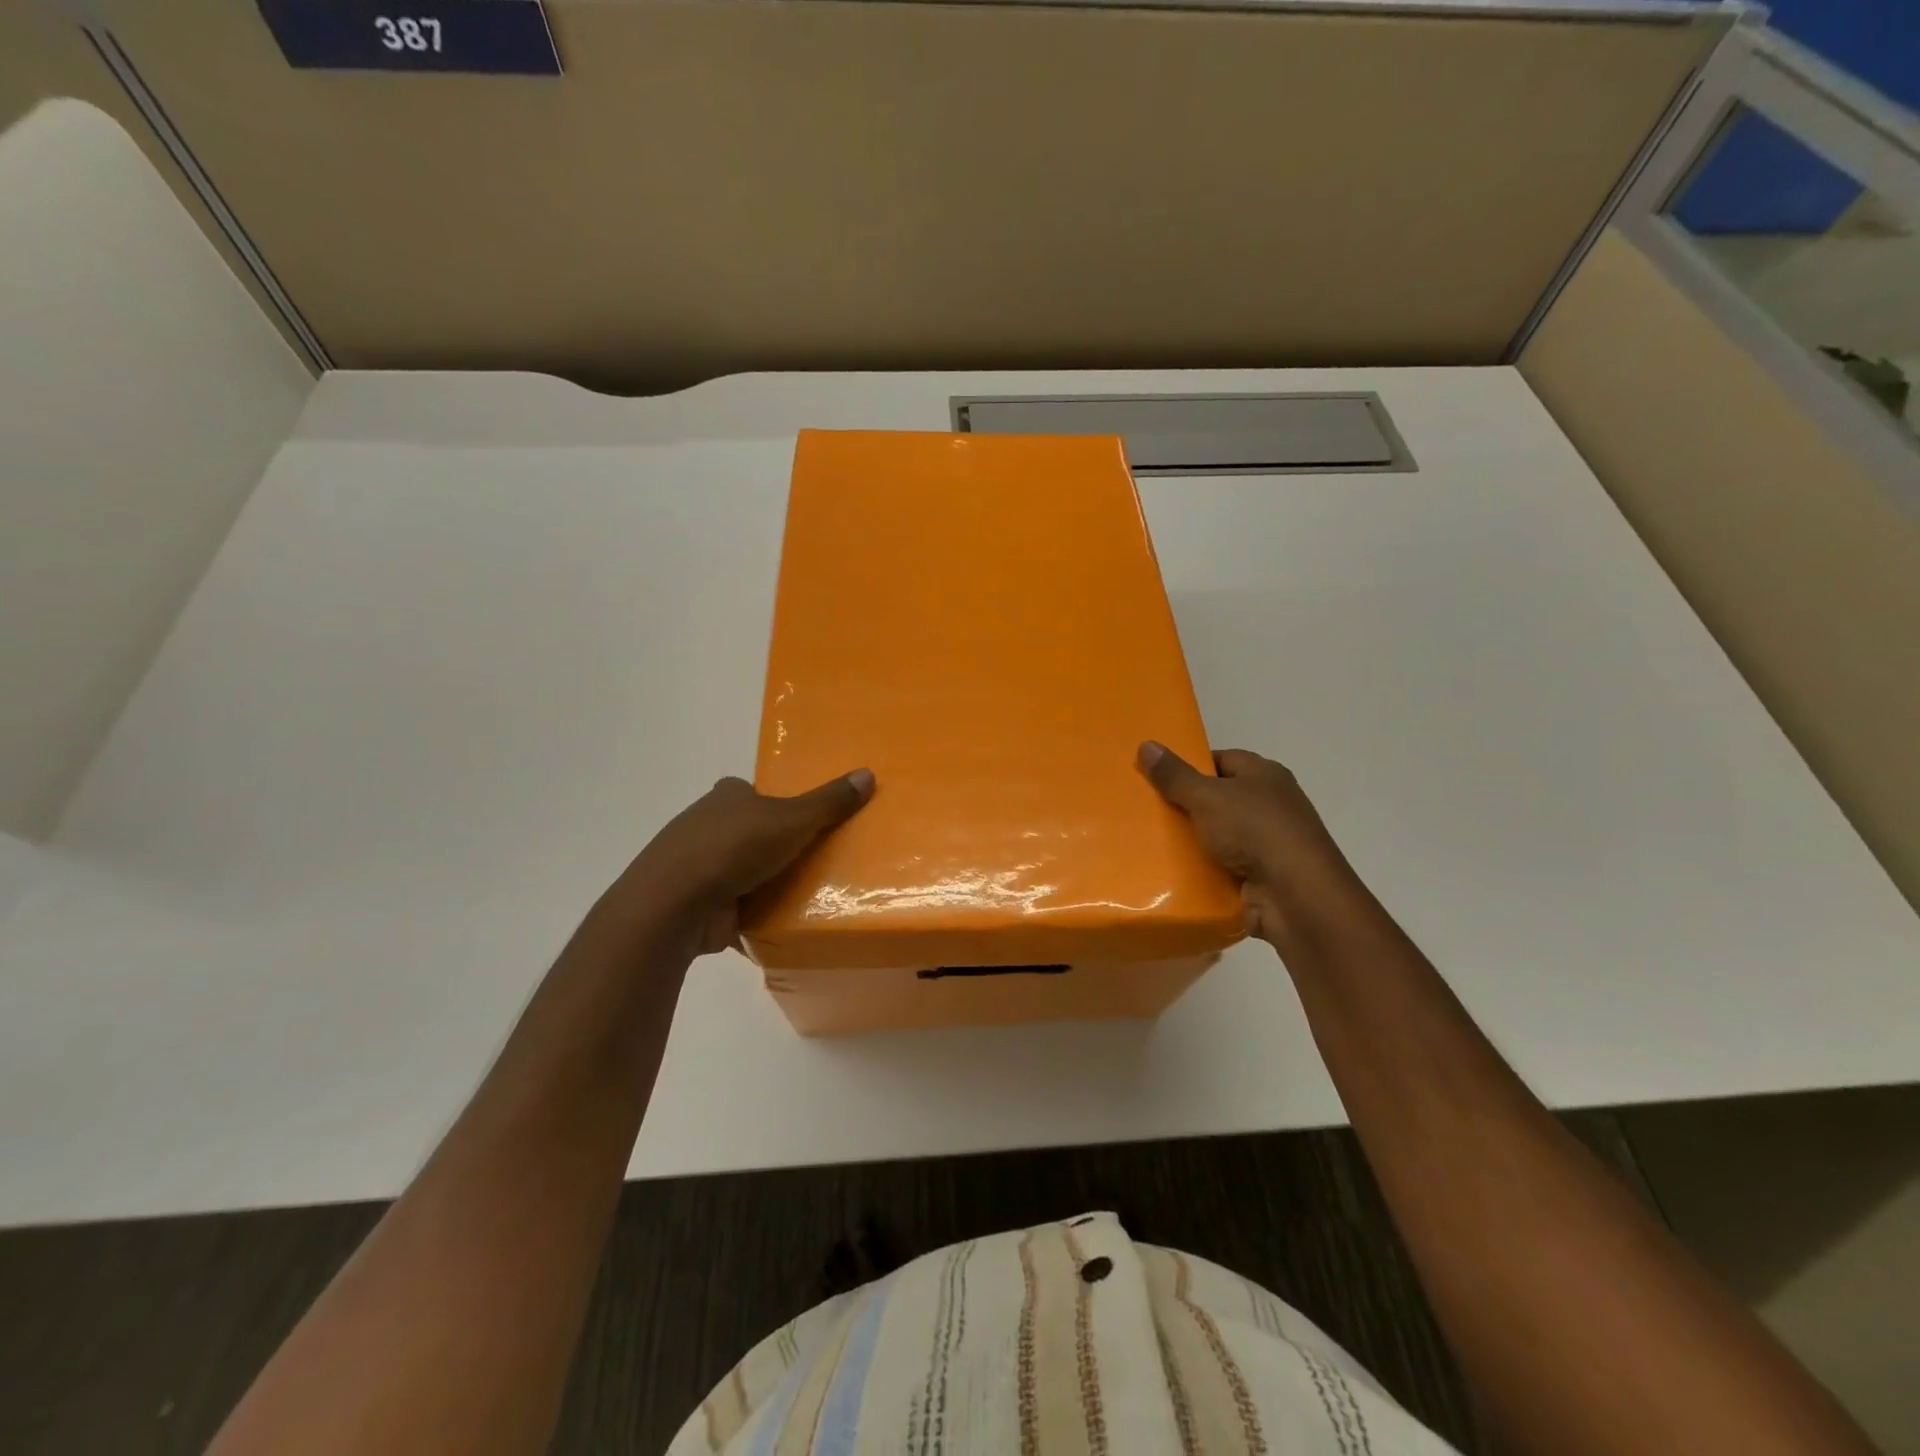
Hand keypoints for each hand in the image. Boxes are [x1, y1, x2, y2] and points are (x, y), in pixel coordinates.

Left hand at [620, 769, 874, 954]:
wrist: (675, 904)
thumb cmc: (733, 847)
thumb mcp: (792, 819)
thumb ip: (829, 802)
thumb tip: (868, 773)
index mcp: (726, 798)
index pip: (754, 793)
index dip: (777, 803)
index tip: (805, 820)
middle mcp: (707, 826)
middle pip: (749, 831)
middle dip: (774, 844)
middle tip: (817, 858)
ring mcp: (698, 867)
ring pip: (740, 869)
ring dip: (764, 880)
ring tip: (808, 892)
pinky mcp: (698, 904)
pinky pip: (734, 904)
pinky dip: (753, 910)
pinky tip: (781, 921)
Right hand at [1138, 741, 1369, 944]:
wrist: (1296, 897)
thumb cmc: (1255, 831)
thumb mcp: (1207, 797)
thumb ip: (1174, 775)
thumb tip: (1146, 745)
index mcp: (1265, 775)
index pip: (1222, 760)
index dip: (1190, 766)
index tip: (1157, 778)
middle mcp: (1271, 805)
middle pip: (1219, 798)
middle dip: (1186, 805)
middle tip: (1147, 810)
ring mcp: (1268, 843)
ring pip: (1219, 835)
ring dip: (1192, 841)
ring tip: (1151, 842)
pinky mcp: (1262, 876)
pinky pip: (1223, 867)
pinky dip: (1202, 870)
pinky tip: (1173, 873)